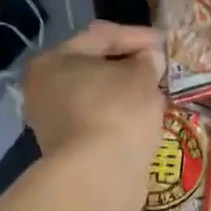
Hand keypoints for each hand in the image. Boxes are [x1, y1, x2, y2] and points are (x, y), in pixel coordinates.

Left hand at [22, 22, 164, 210]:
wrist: (99, 175)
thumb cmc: (118, 112)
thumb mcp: (142, 78)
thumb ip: (148, 62)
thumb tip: (149, 59)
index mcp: (55, 60)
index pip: (102, 36)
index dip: (138, 36)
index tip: (165, 43)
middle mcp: (44, 87)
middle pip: (94, 67)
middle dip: (128, 66)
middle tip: (158, 68)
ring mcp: (51, 121)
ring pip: (96, 97)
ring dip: (124, 93)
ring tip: (154, 94)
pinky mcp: (66, 149)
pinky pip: (97, 121)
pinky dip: (118, 117)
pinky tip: (141, 120)